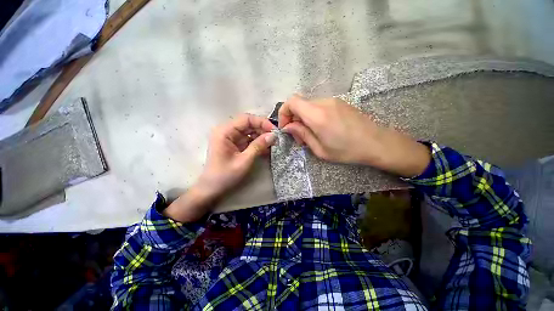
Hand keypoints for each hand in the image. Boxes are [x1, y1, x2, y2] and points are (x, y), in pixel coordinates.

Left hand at [164, 114, 275, 222]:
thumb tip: (273, 135)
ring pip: (249, 131)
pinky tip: (265, 148)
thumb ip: (258, 146)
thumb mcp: (244, 161)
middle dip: (262, 130)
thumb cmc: (225, 175)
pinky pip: (247, 139)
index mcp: (224, 131)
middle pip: (248, 124)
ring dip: (261, 136)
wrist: (212, 188)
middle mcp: (226, 131)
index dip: (262, 122)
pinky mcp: (234, 144)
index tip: (274, 131)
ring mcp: (230, 137)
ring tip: (272, 144)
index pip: (246, 119)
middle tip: (275, 138)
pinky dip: (257, 142)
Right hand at [278, 94, 430, 177]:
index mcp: (317, 115)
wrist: (378, 143)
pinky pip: (319, 106)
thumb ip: (302, 135)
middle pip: (299, 105)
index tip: (286, 127)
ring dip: (304, 119)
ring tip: (311, 135)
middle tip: (300, 137)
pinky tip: (322, 129)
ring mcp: (333, 101)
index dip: (284, 112)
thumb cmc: (347, 151)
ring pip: (308, 106)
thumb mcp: (320, 149)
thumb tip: (288, 126)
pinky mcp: (339, 102)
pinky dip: (314, 116)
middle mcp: (323, 103)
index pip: (291, 101)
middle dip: (294, 120)